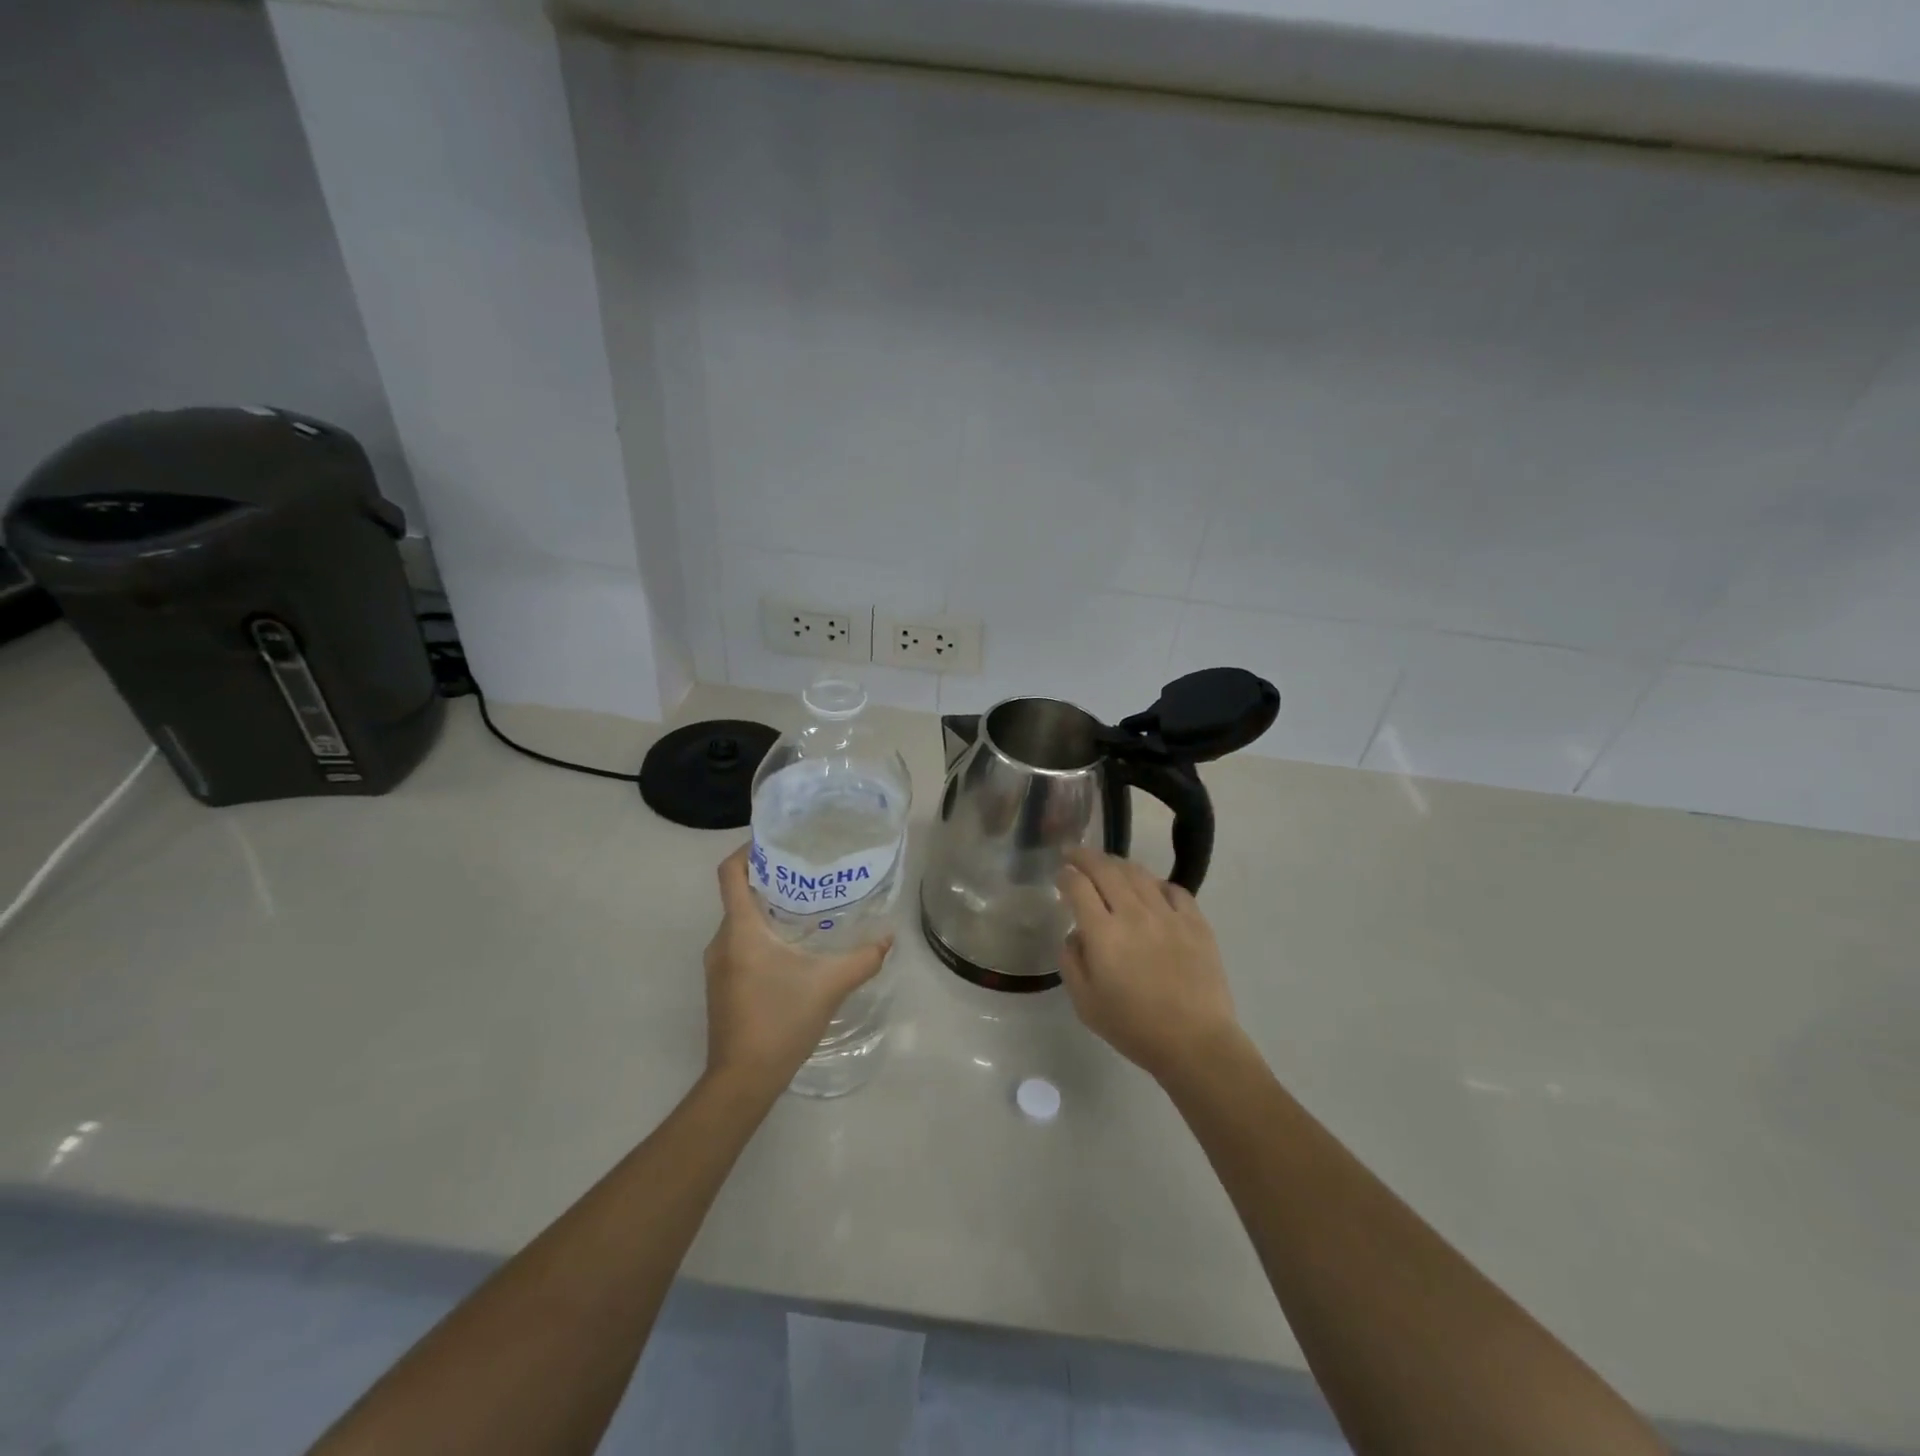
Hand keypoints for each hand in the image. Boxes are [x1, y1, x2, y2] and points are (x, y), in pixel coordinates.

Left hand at [702, 846, 892, 1094]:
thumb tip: (888, 937)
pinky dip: (762, 935)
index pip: (730, 873)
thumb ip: (863, 959)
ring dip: (767, 910)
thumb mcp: (830, 985)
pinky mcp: (722, 985)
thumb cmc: (781, 1021)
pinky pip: (739, 944)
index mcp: (740, 930)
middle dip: (771, 880)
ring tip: (807, 908)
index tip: (777, 841)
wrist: (742, 1080)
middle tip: (809, 873)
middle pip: (739, 895)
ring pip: (740, 922)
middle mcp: (722, 941)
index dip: (747, 850)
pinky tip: (794, 949)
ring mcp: (717, 965)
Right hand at [1057, 850, 1242, 1082]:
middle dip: (1084, 856)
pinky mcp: (1195, 922)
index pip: (1078, 886)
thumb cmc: (1134, 1028)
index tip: (1060, 875)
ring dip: (1117, 864)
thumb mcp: (1085, 1004)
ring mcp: (1168, 915)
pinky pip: (1173, 889)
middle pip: (1105, 870)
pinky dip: (1156, 883)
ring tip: (1108, 865)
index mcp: (1103, 934)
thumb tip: (1075, 935)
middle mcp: (1133, 914)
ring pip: (1138, 874)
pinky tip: (1151, 890)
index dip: (1065, 875)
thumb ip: (1072, 962)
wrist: (1195, 1043)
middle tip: (1073, 853)